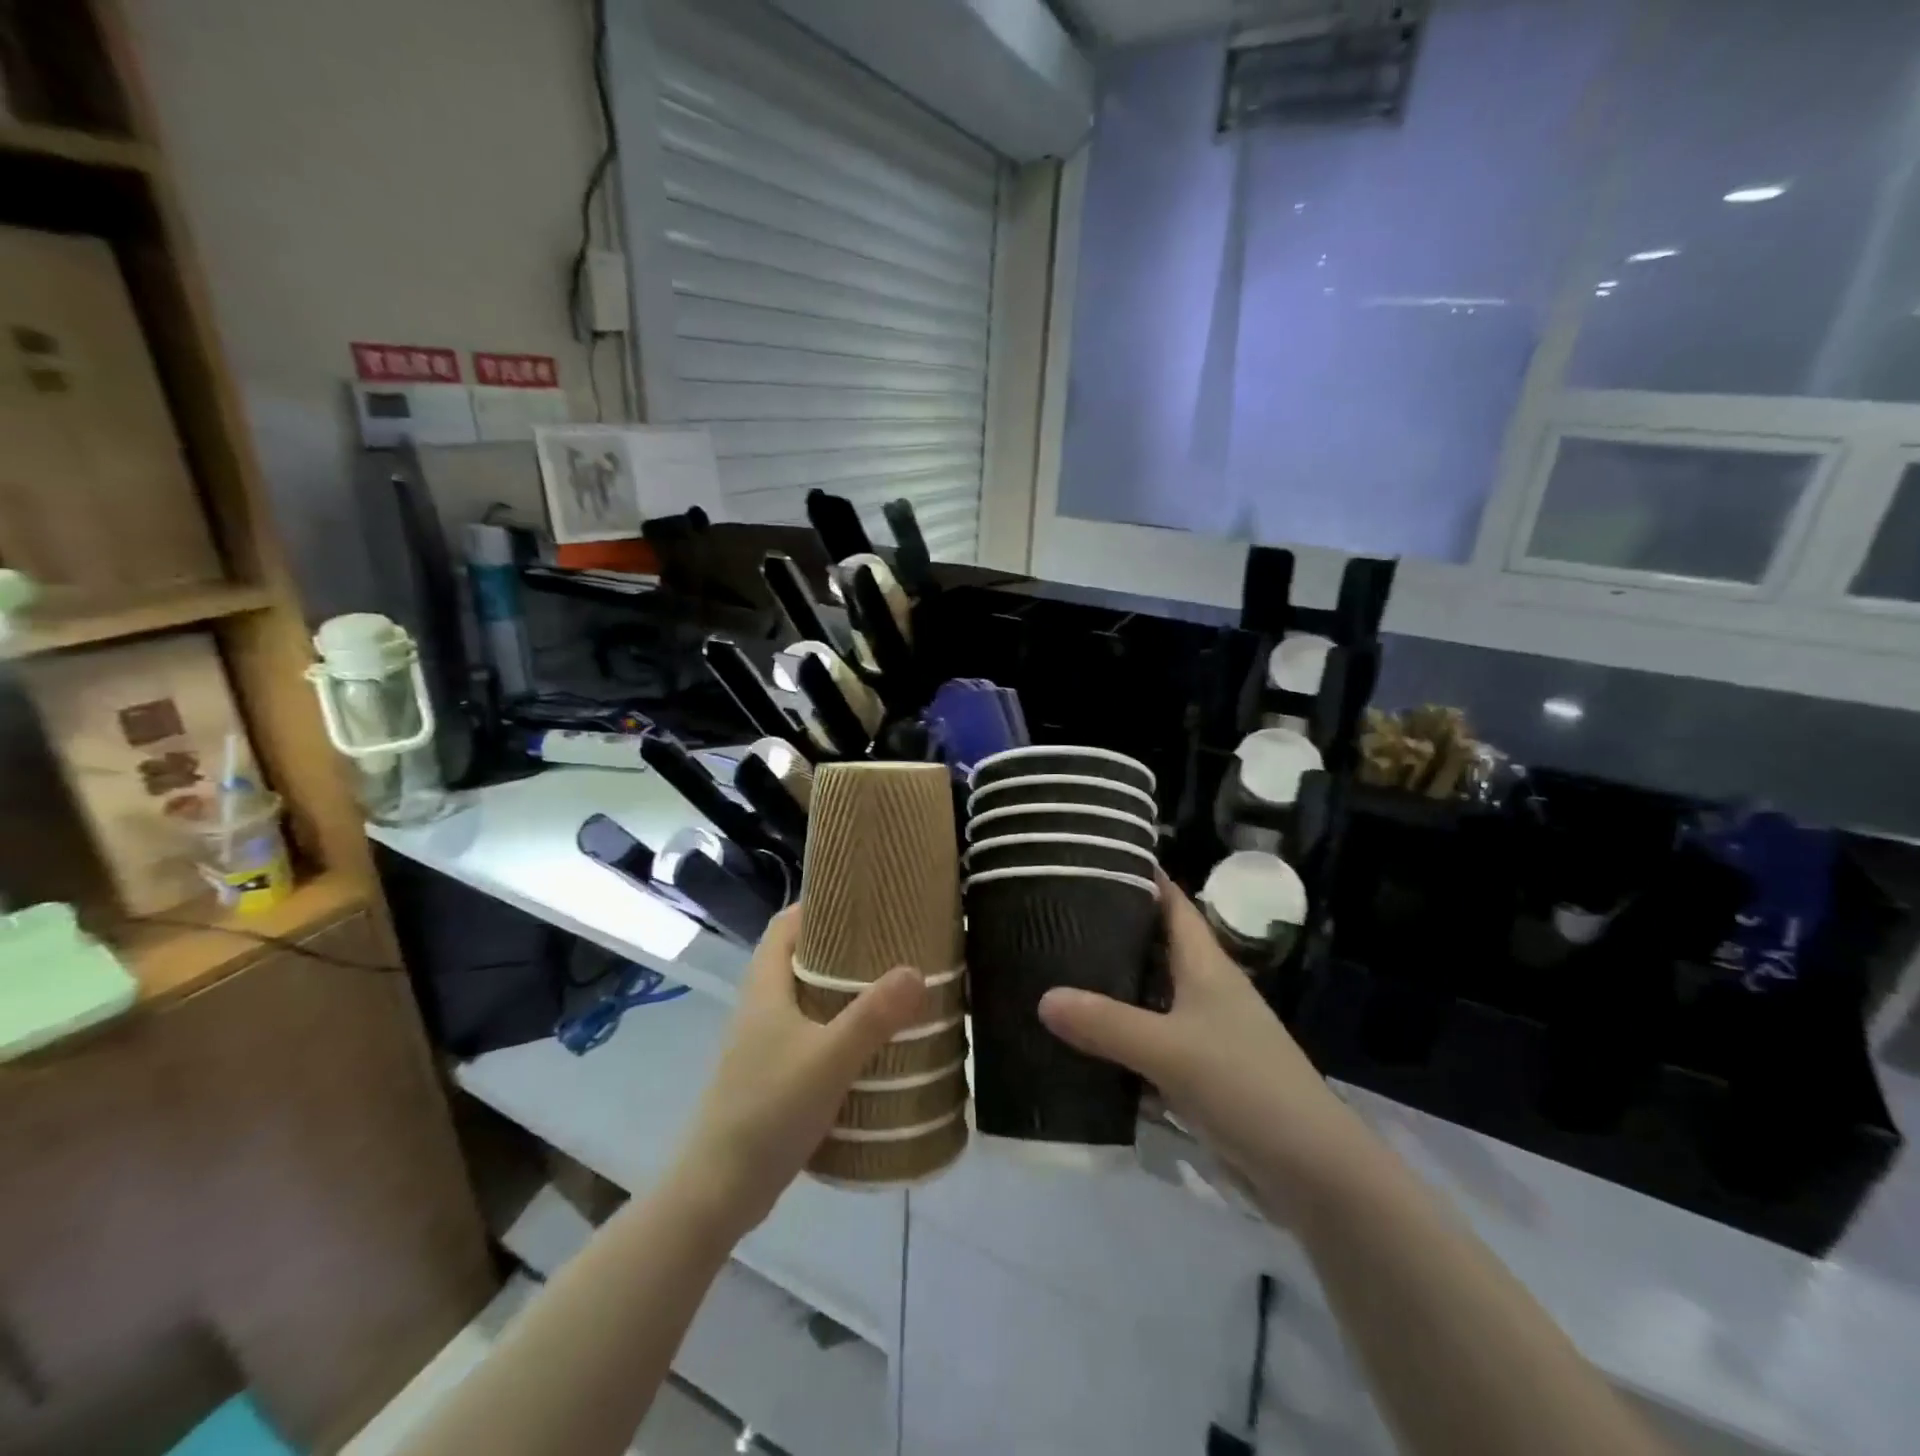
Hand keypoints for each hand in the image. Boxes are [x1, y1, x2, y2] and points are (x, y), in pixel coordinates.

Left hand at [673, 907, 927, 1234]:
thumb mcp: (828, 1059)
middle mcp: (761, 1006)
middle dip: (842, 945)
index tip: (862, 899)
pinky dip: (838, 1026)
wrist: (719, 1191)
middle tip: (890, 942)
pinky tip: (871, 1043)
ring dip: (842, 989)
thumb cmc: (768, 1110)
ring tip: (890, 986)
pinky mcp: (773, 1074)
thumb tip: (916, 971)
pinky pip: (810, 1032)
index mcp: (765, 987)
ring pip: (806, 997)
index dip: (818, 905)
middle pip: (799, 958)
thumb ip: (873, 1016)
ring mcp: (764, 1043)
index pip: (785, 925)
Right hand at [1038, 876, 1359, 1222]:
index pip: (1171, 902)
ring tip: (1056, 970)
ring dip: (1112, 984)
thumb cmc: (1245, 1086)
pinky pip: (1149, 1039)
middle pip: (1155, 944)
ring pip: (1149, 993)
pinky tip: (1083, 1039)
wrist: (1310, 1169)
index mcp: (1206, 964)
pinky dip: (1119, 1034)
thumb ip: (1106, 1024)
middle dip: (1112, 929)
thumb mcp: (1170, 1050)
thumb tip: (1043, 997)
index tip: (1093, 858)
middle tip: (1056, 915)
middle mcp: (1205, 988)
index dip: (1140, 876)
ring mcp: (1204, 1031)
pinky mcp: (1199, 1071)